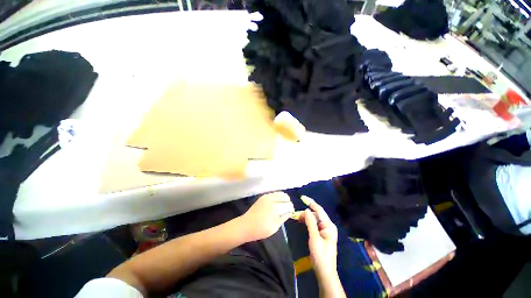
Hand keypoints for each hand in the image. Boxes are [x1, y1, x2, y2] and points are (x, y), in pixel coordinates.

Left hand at [239, 192, 293, 241]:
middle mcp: (272, 199)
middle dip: (288, 203)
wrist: (246, 225)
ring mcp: (267, 196)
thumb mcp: (275, 226)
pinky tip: (276, 204)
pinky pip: (274, 194)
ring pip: (280, 193)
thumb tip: (290, 211)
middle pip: (285, 197)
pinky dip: (278, 197)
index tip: (290, 213)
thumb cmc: (261, 229)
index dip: (291, 209)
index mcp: (275, 208)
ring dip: (283, 199)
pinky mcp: (263, 196)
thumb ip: (284, 217)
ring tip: (281, 207)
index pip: (289, 204)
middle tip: (286, 210)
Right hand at [299, 198, 338, 279]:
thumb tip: (306, 209)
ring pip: (314, 219)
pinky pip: (314, 224)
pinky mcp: (322, 234)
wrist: (325, 272)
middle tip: (295, 213)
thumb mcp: (314, 238)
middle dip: (305, 212)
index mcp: (329, 226)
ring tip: (296, 217)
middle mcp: (328, 225)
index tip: (302, 197)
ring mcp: (325, 230)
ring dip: (305, 217)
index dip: (311, 203)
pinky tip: (301, 221)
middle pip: (316, 214)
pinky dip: (307, 222)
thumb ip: (310, 223)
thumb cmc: (320, 256)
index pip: (319, 210)